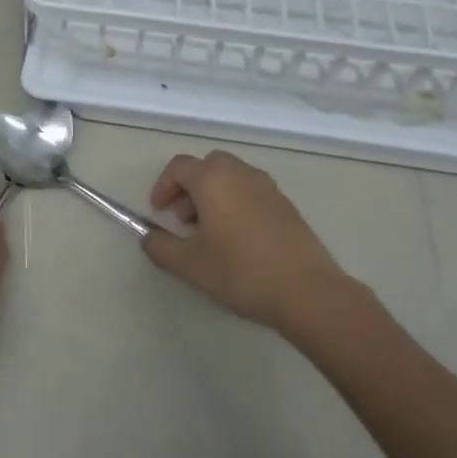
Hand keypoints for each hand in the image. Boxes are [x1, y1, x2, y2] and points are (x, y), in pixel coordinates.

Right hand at [144, 150, 350, 334]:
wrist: (308, 291)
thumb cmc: (242, 272)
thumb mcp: (190, 265)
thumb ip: (161, 247)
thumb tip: (148, 237)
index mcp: (213, 179)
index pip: (179, 167)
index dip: (163, 186)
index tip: (159, 213)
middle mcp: (240, 173)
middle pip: (206, 166)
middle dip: (189, 187)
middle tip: (184, 220)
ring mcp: (267, 186)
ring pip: (231, 177)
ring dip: (213, 194)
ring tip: (210, 233)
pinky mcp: (286, 204)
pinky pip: (251, 191)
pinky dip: (236, 202)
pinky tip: (239, 240)